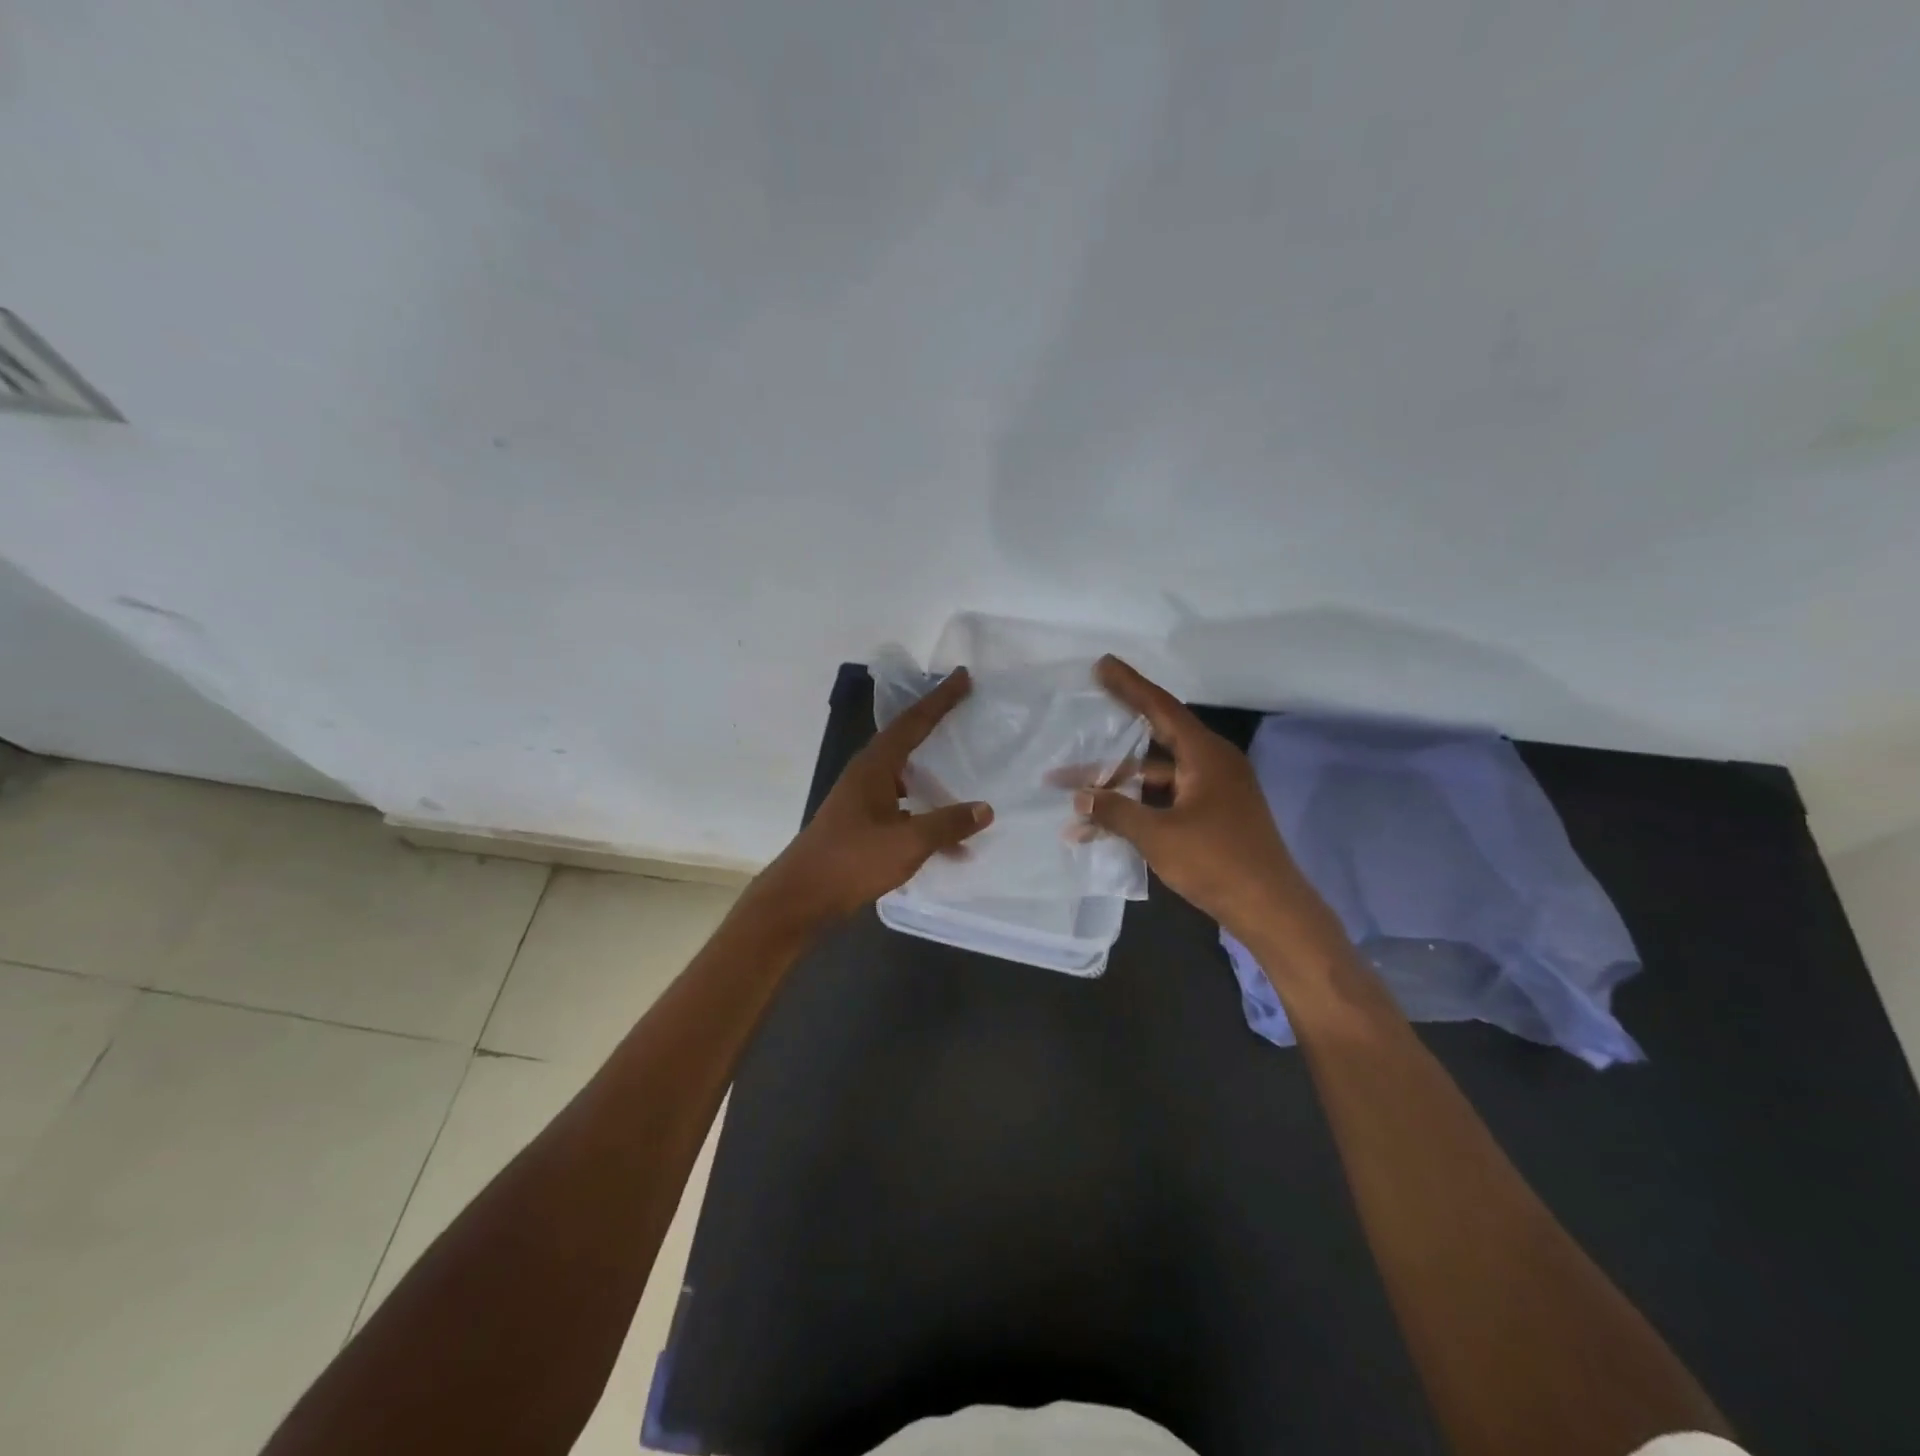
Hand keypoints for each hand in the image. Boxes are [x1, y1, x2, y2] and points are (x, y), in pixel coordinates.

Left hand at [759, 667, 993, 927]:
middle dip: (934, 725)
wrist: (801, 896)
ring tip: (963, 771)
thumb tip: (985, 809)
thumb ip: (947, 824)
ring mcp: (862, 800)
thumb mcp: (907, 842)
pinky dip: (925, 812)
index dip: (939, 700)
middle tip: (964, 711)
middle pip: (906, 740)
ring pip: (904, 775)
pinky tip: (948, 839)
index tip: (962, 677)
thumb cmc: (852, 861)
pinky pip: (902, 805)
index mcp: (874, 767)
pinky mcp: (862, 824)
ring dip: (932, 772)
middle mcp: (866, 775)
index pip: (912, 722)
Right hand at [1076, 656, 1332, 942]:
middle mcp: (1211, 765)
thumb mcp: (1158, 835)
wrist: (1270, 909)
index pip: (1161, 708)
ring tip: (1072, 790)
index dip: (1130, 685)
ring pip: (1156, 776)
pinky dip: (1136, 807)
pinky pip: (1165, 799)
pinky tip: (1102, 826)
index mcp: (1206, 756)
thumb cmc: (1216, 862)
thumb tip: (1081, 799)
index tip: (1103, 665)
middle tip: (1083, 716)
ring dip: (1118, 784)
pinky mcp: (1211, 816)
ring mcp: (1213, 791)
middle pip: (1156, 739)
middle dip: (1114, 737)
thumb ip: (1116, 812)